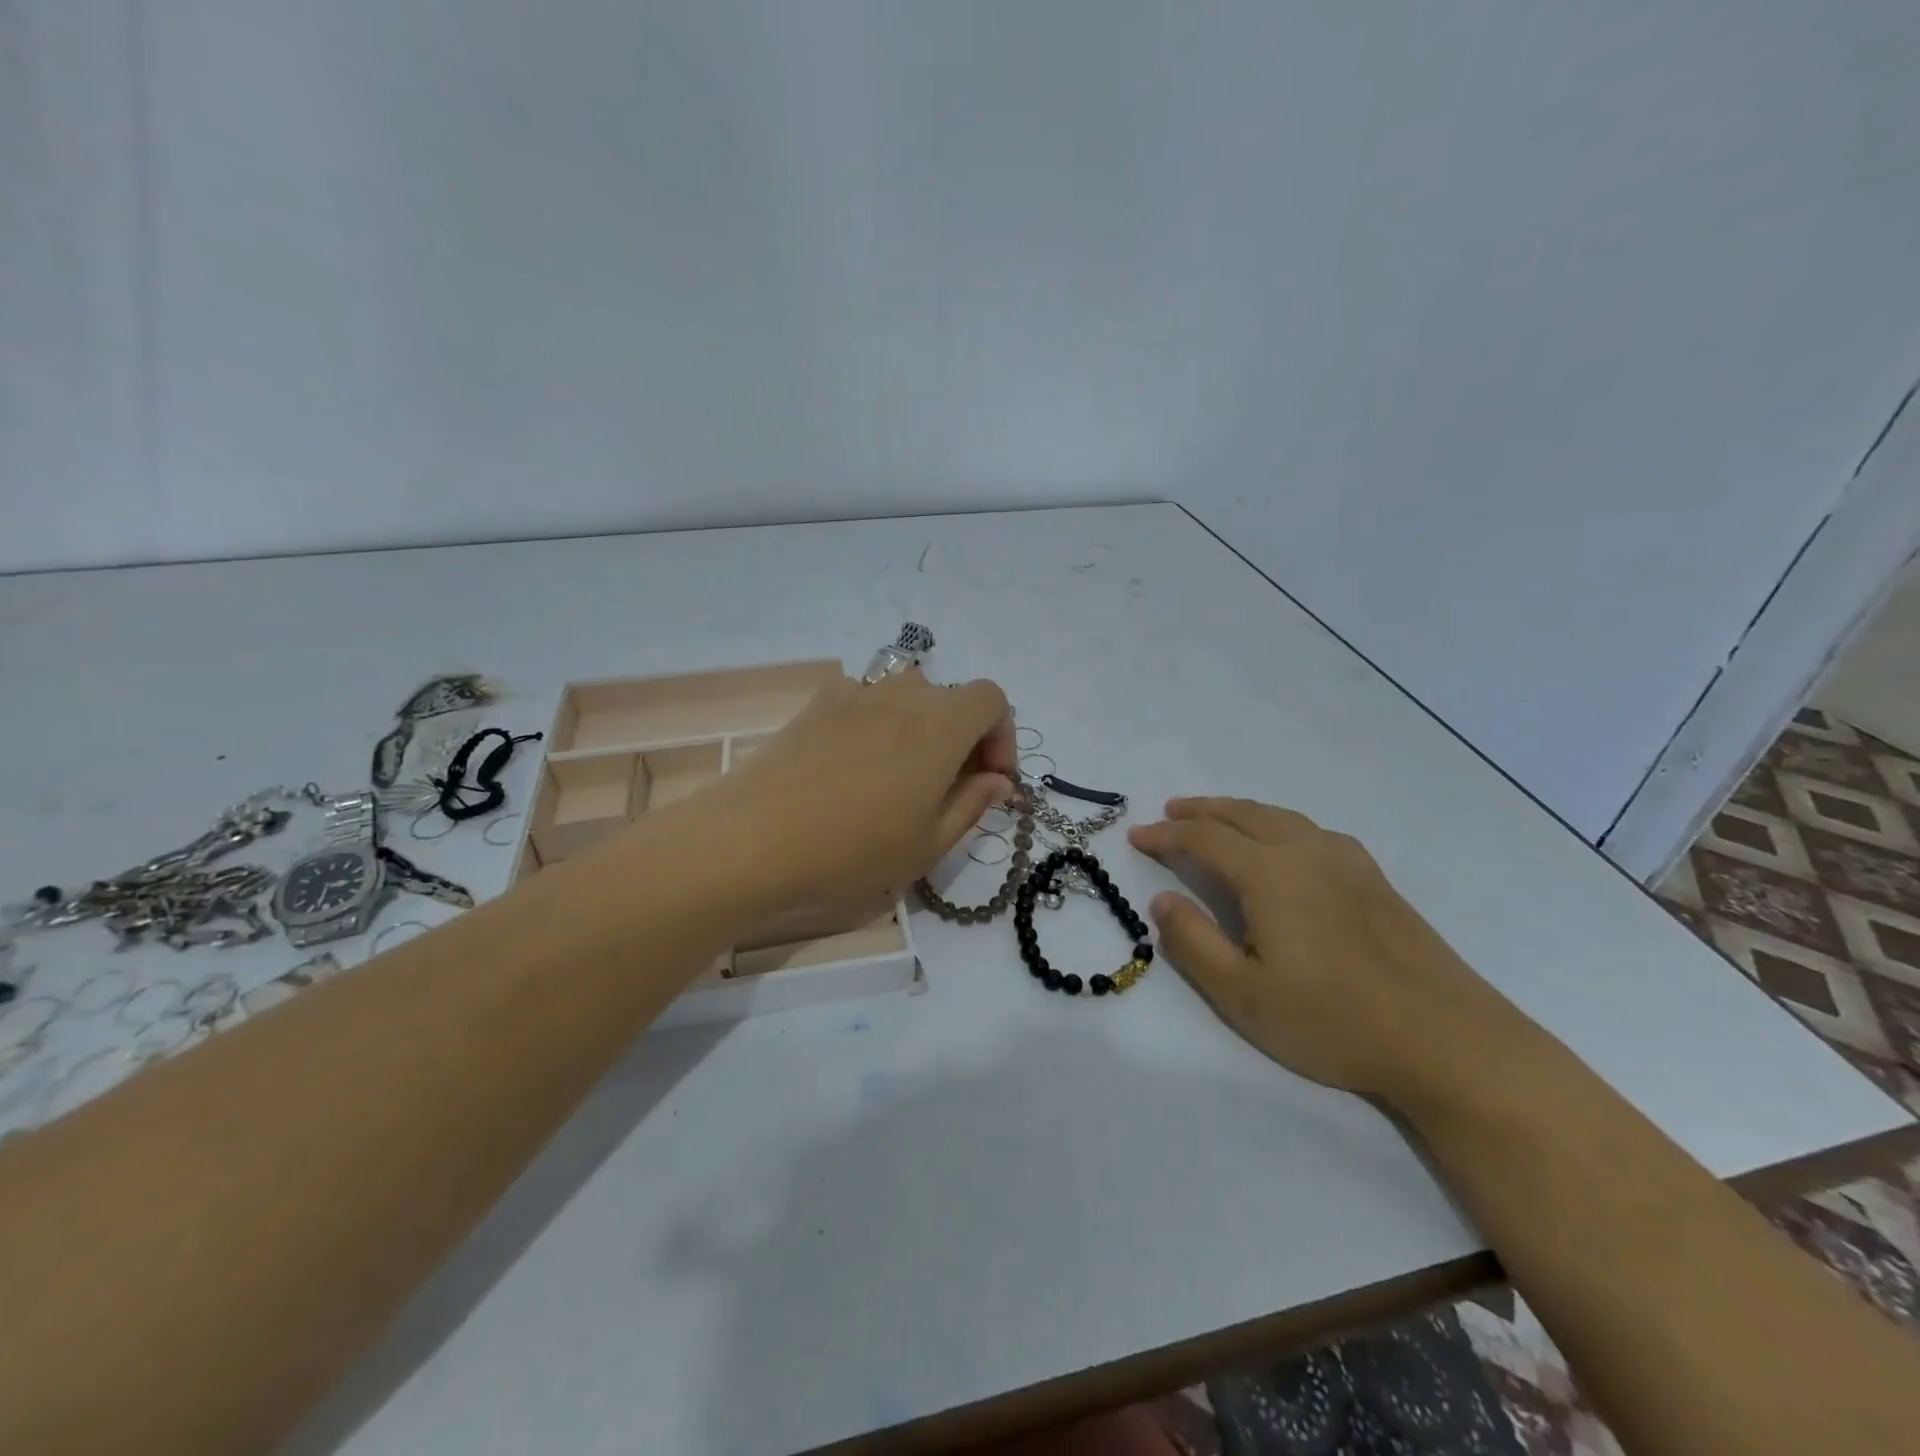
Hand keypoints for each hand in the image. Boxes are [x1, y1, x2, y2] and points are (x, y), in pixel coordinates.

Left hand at [697, 670, 1014, 915]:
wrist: (755, 840)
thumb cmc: (854, 850)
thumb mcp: (929, 843)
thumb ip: (973, 803)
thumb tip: (997, 780)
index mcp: (940, 725)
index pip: (992, 700)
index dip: (1001, 737)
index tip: (988, 781)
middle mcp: (902, 695)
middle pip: (950, 699)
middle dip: (962, 738)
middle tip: (946, 789)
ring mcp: (855, 695)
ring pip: (906, 697)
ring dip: (919, 728)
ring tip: (898, 778)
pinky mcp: (816, 705)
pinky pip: (863, 701)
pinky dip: (875, 722)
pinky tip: (853, 764)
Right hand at [1128, 798, 1540, 1108]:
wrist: (1448, 1041)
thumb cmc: (1334, 1020)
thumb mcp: (1242, 994)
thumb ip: (1193, 941)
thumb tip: (1161, 900)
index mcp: (1270, 873)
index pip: (1203, 838)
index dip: (1165, 835)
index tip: (1135, 836)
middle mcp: (1306, 851)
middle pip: (1242, 815)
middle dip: (1200, 811)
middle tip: (1169, 813)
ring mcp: (1347, 862)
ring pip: (1279, 817)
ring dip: (1238, 812)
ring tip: (1215, 819)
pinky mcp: (1375, 880)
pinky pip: (1311, 831)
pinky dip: (1277, 824)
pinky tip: (1282, 844)